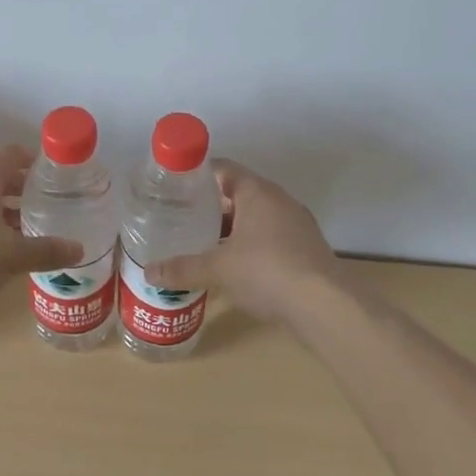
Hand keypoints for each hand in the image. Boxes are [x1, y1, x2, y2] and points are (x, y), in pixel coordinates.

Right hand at [146, 160, 339, 327]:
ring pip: (256, 217)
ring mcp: (297, 224)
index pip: (223, 169)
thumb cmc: (267, 272)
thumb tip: (149, 272)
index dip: (197, 176)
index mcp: (257, 192)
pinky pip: (271, 237)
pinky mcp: (306, 249)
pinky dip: (251, 246)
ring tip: (203, 244)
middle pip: (239, 193)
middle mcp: (279, 200)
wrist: (326, 306)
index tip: (174, 189)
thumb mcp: (218, 269)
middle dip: (211, 207)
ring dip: (232, 228)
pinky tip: (234, 267)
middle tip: (182, 219)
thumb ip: (183, 268)